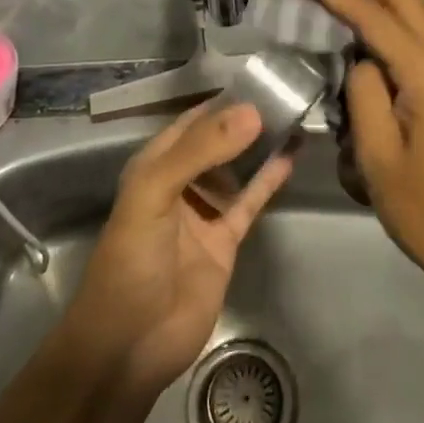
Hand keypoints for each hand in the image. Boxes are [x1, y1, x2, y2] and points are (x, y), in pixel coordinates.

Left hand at [63, 102, 292, 392]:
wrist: (129, 344)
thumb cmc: (131, 260)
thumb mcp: (155, 194)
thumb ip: (201, 151)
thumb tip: (252, 112)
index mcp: (155, 165)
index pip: (192, 120)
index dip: (222, 100)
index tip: (261, 78)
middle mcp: (181, 181)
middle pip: (218, 141)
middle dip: (246, 120)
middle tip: (287, 94)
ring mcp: (205, 211)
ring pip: (238, 168)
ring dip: (260, 146)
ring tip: (294, 116)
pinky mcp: (225, 239)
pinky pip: (250, 201)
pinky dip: (268, 180)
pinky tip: (290, 157)